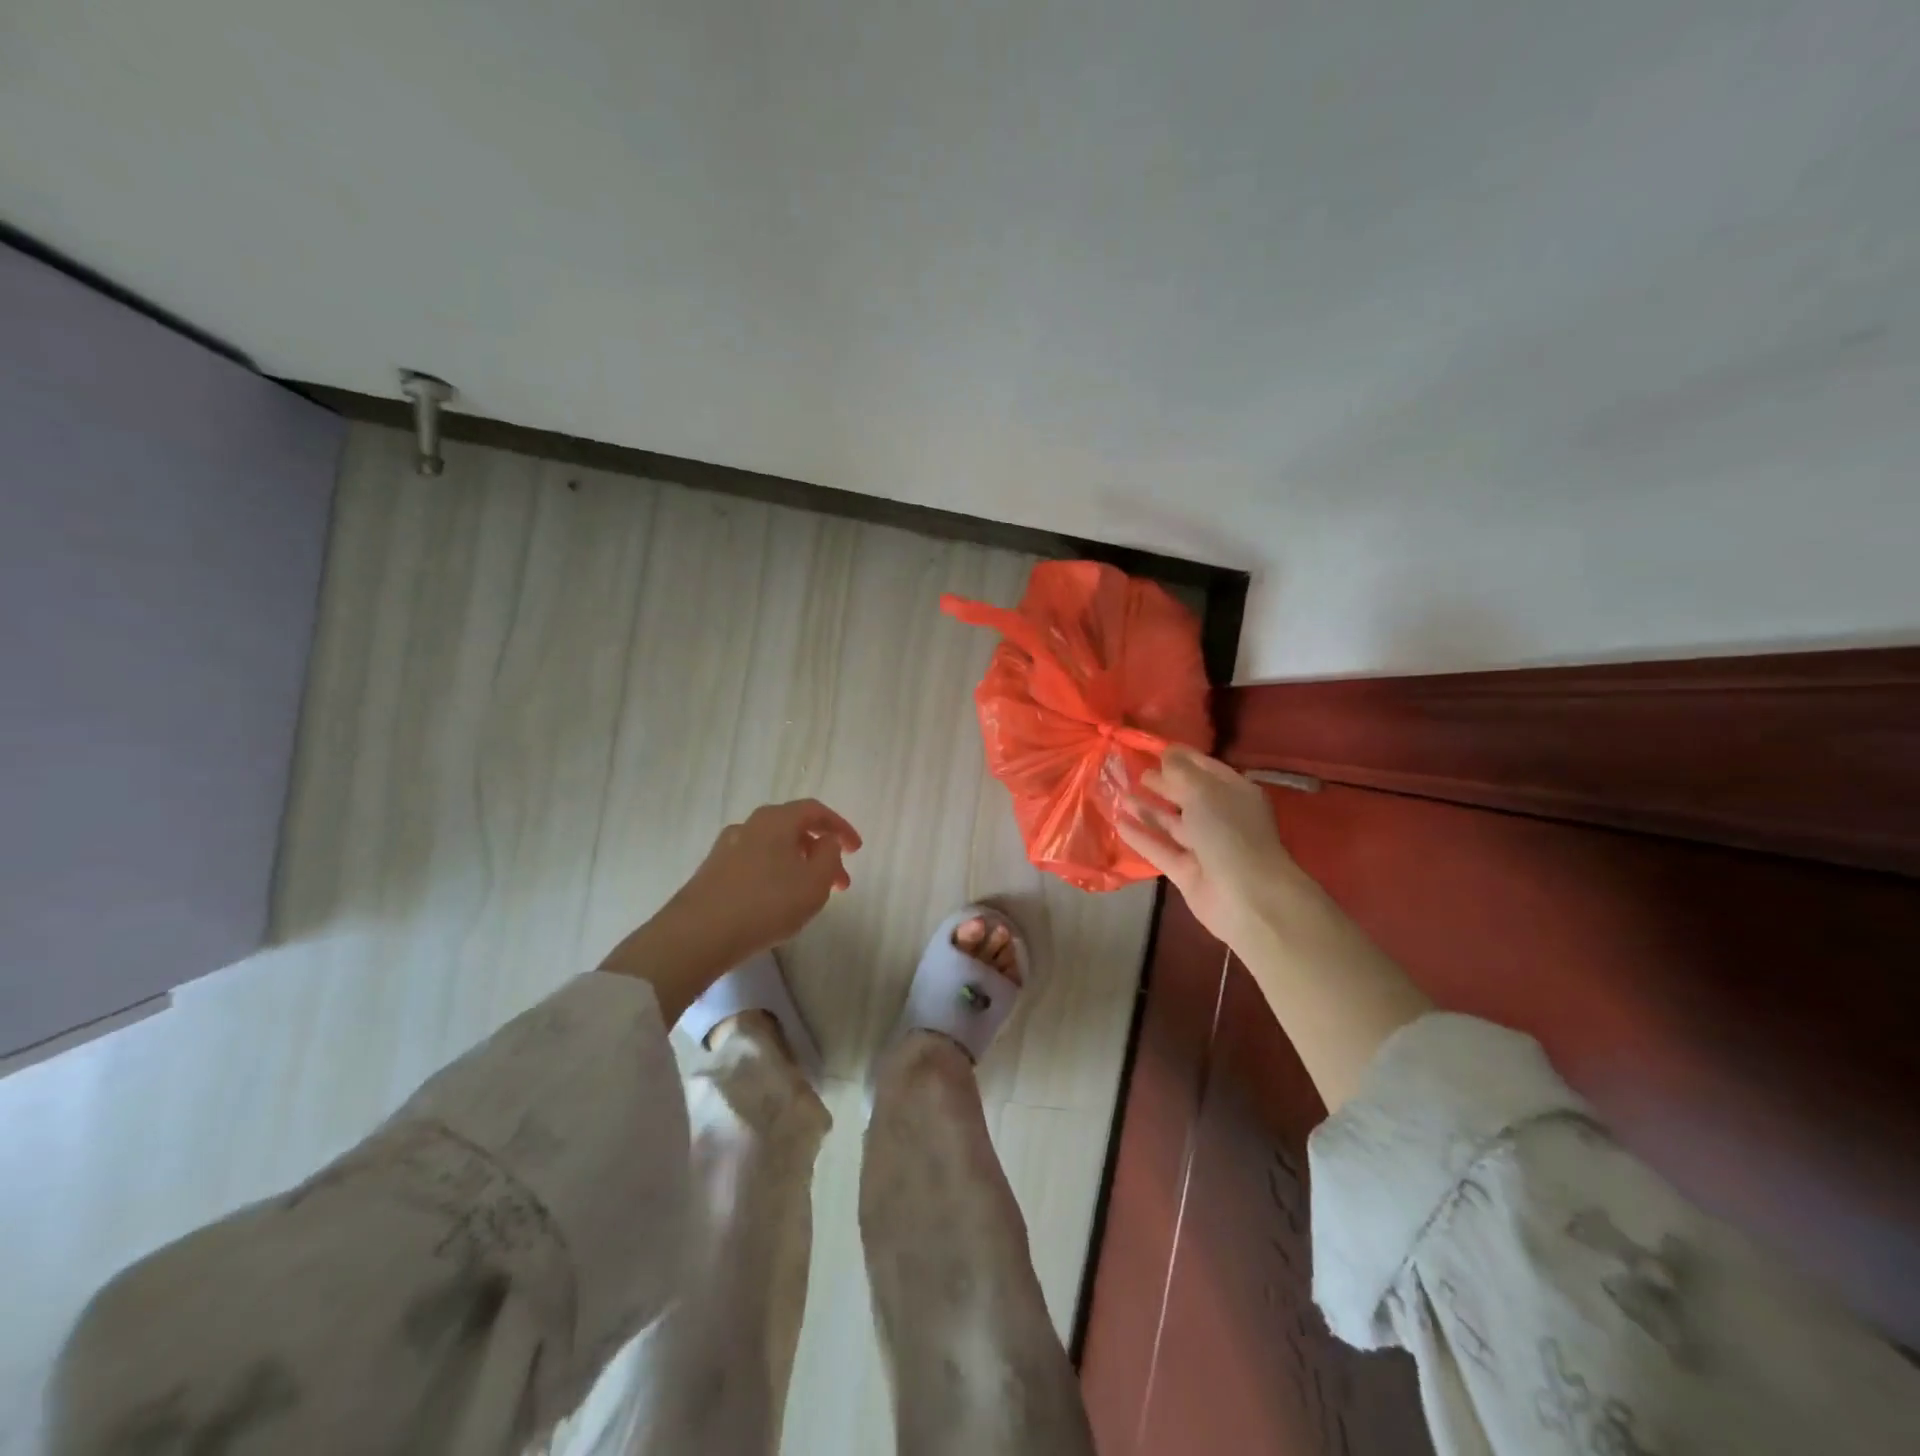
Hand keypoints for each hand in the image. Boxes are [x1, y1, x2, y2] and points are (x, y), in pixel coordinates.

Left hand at [599, 799, 860, 1022]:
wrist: (696, 935)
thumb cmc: (766, 904)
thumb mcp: (814, 883)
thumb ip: (830, 856)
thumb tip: (827, 842)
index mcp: (776, 819)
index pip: (815, 810)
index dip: (841, 827)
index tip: (857, 849)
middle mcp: (750, 825)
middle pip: (794, 828)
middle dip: (821, 851)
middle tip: (839, 882)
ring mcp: (727, 848)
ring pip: (774, 848)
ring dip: (799, 865)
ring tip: (811, 896)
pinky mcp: (712, 872)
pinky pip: (755, 864)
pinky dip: (776, 875)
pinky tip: (778, 902)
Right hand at [1117, 747, 1308, 956]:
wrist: (1246, 896)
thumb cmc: (1229, 832)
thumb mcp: (1204, 791)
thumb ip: (1180, 771)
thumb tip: (1166, 753)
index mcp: (1235, 793)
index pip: (1206, 768)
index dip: (1182, 757)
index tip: (1154, 747)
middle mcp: (1221, 818)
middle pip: (1188, 796)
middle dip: (1163, 783)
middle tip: (1135, 771)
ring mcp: (1204, 847)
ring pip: (1171, 823)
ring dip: (1147, 809)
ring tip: (1119, 793)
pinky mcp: (1187, 871)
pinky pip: (1160, 848)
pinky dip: (1140, 835)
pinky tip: (1117, 821)